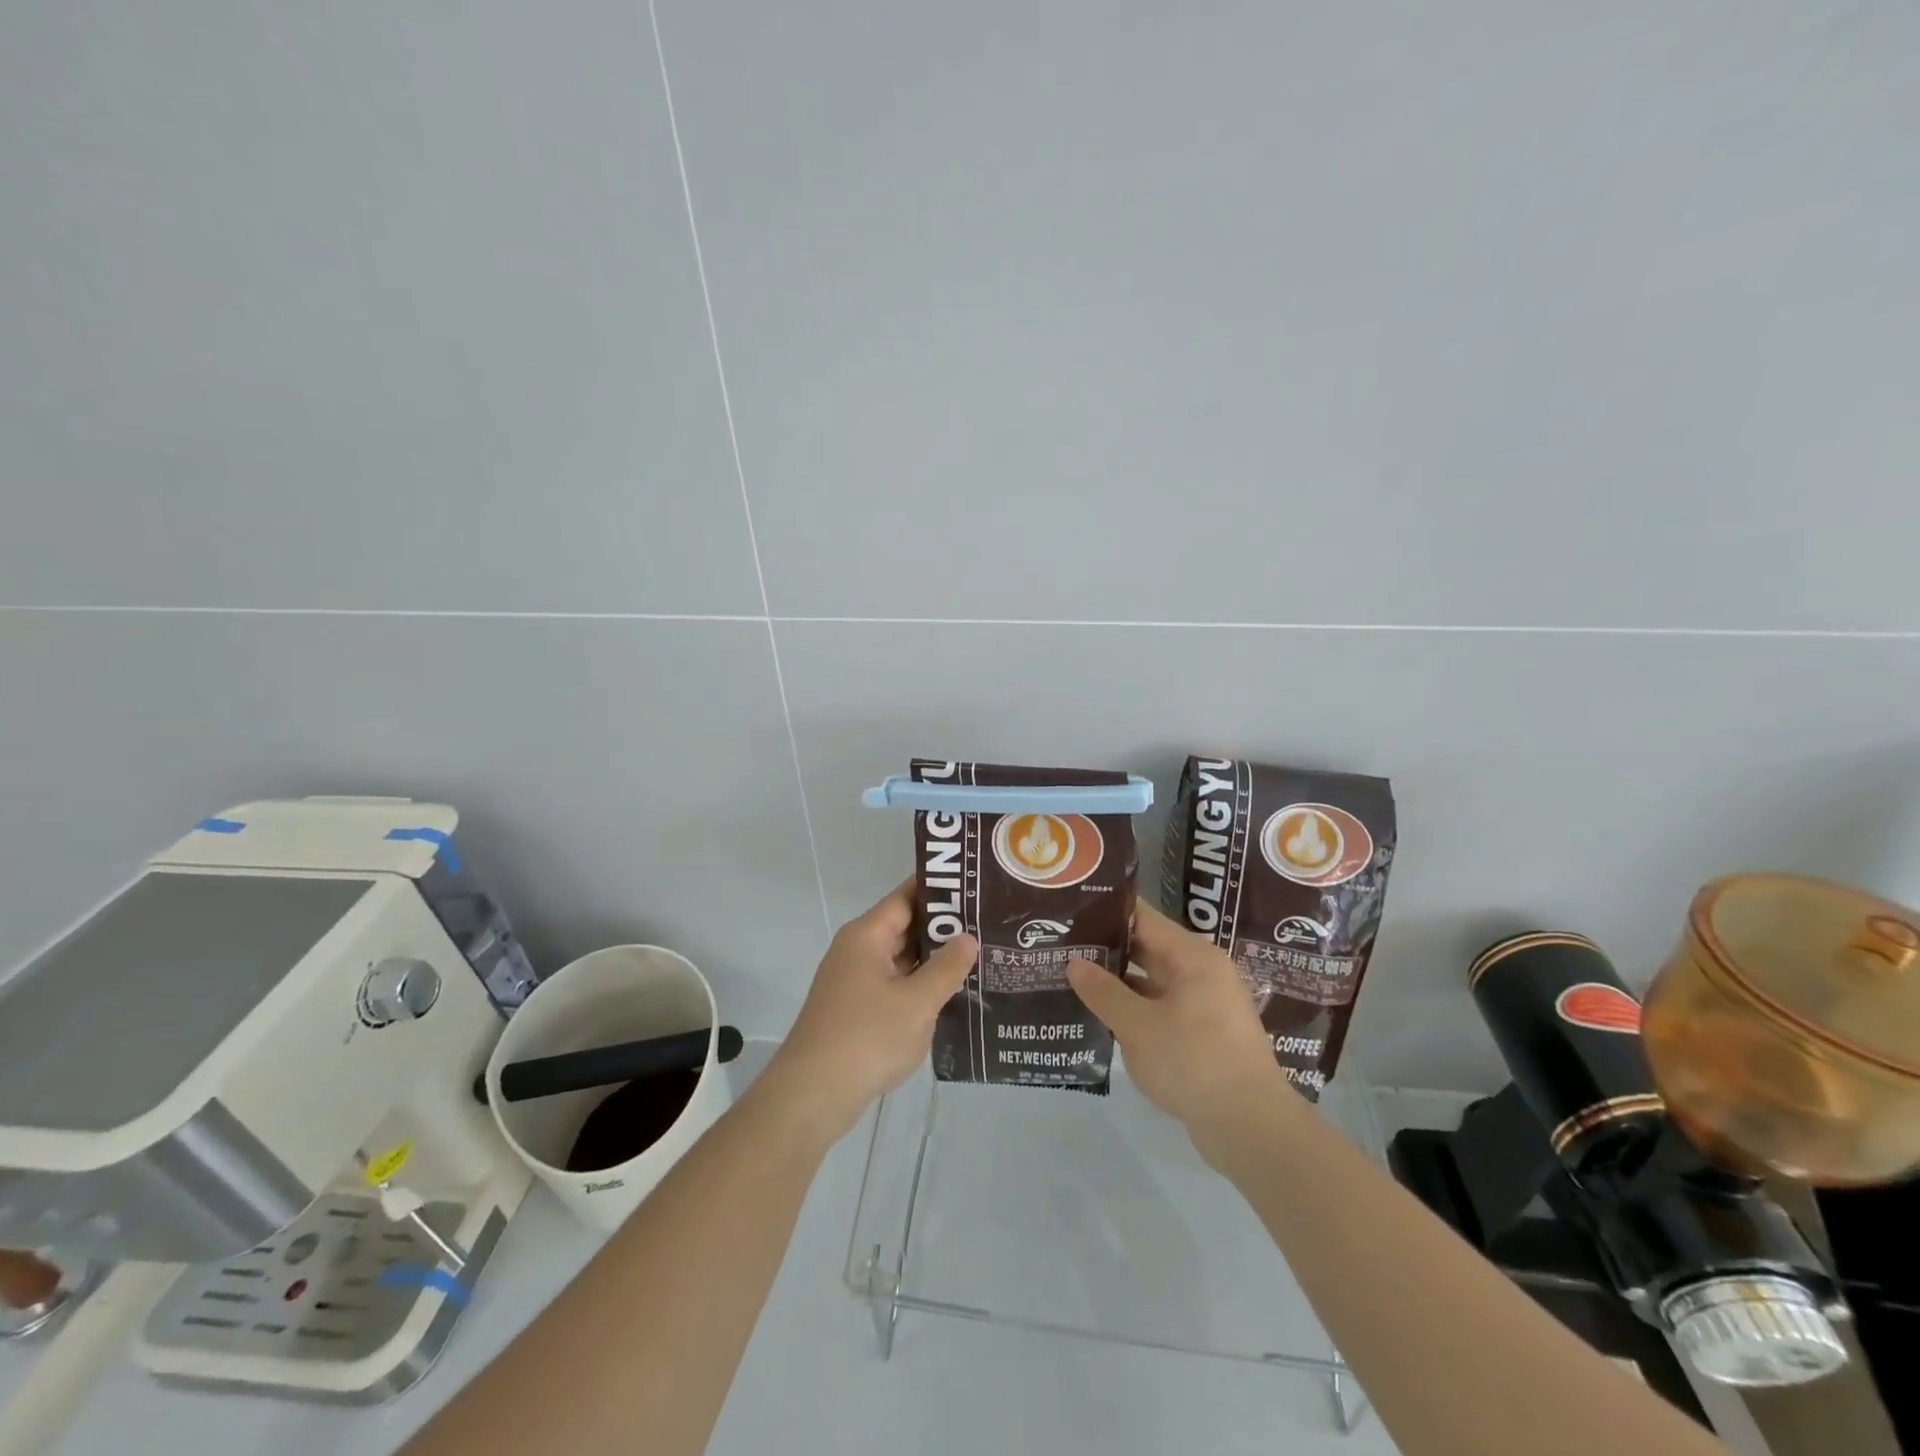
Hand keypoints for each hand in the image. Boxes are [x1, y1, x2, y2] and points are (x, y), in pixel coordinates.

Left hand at [766, 881, 976, 1139]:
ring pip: (900, 959)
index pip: (906, 896)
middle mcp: (857, 950)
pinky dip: (919, 986)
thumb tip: (967, 938)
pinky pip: (893, 985)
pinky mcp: (855, 1010)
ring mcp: (853, 981)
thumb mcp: (917, 1002)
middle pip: (904, 926)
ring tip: (980, 957)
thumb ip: (946, 968)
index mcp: (866, 936)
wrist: (812, 1095)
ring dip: (933, 960)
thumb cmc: (866, 1038)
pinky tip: (951, 996)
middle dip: (943, 927)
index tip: (974, 885)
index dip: (939, 889)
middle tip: (988, 924)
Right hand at [1067, 902, 1290, 1147]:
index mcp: (1193, 957)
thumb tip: (1074, 963)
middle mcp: (1202, 972)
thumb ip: (1104, 992)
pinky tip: (1101, 1016)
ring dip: (1118, 982)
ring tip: (1071, 977)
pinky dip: (1134, 1009)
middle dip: (1106, 948)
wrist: (1251, 1129)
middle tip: (1061, 944)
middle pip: (1147, 947)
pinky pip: (1160, 1008)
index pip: (1143, 918)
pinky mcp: (1202, 1035)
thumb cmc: (1194, 1062)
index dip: (1106, 912)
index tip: (1070, 910)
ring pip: (1152, 981)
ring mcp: (1204, 1004)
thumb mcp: (1138, 1026)